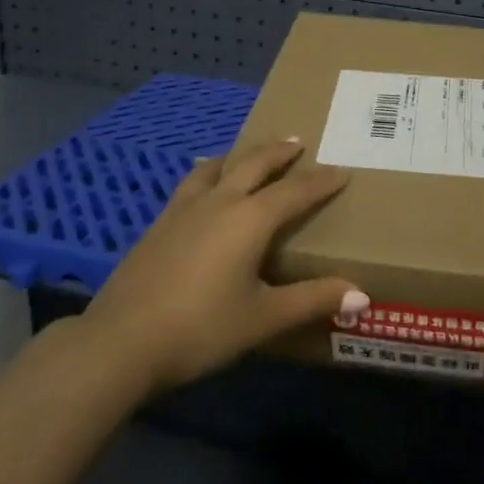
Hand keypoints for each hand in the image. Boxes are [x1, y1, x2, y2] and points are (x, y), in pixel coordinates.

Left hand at [76, 140, 367, 390]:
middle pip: (253, 164)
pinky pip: (191, 184)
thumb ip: (312, 301)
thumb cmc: (202, 328)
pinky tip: (203, 188)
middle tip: (296, 141)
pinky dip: (208, 174)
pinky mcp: (159, 224)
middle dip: (278, 152)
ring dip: (239, 156)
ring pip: (217, 167)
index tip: (341, 170)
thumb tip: (362, 297)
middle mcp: (219, 202)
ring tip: (247, 156)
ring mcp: (183, 209)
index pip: (295, 191)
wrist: (121, 341)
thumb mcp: (263, 318)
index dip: (321, 181)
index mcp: (250, 219)